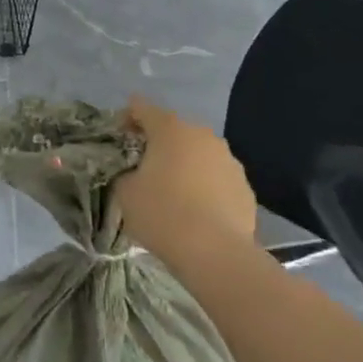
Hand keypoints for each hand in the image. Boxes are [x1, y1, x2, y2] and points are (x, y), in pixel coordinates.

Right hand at [114, 95, 257, 255]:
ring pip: (198, 154)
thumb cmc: (162, 213)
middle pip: (173, 130)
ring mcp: (228, 160)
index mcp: (170, 129)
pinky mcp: (245, 187)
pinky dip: (204, 185)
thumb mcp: (125, 191)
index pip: (141, 108)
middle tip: (141, 166)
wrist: (216, 253)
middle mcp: (202, 135)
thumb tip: (132, 172)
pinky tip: (196, 210)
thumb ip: (124, 172)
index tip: (117, 138)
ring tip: (171, 191)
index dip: (126, 118)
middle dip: (157, 143)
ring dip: (184, 164)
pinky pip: (216, 178)